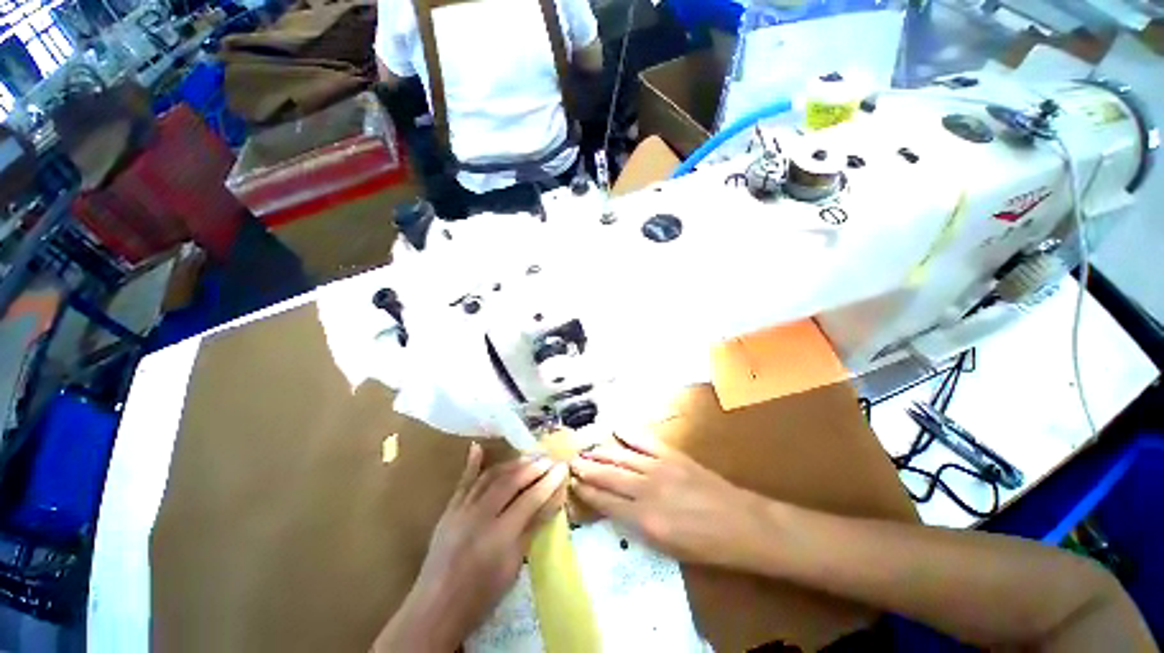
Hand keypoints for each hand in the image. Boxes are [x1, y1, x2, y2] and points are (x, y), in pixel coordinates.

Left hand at [374, 444, 568, 651]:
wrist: (436, 607)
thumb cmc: (482, 594)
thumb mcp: (513, 564)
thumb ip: (533, 527)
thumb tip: (554, 499)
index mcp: (500, 535)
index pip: (530, 499)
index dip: (549, 482)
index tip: (563, 467)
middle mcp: (480, 515)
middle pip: (511, 481)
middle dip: (534, 467)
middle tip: (549, 458)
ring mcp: (462, 509)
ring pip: (491, 476)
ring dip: (512, 463)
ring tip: (530, 456)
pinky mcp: (449, 509)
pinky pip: (463, 481)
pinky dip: (472, 464)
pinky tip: (478, 447)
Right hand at [570, 434, 773, 569]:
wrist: (742, 524)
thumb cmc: (705, 546)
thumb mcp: (667, 548)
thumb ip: (637, 526)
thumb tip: (616, 510)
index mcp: (644, 519)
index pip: (606, 502)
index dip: (587, 492)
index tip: (573, 483)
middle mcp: (647, 490)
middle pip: (609, 476)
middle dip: (588, 469)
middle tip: (571, 462)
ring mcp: (659, 468)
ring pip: (622, 457)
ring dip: (602, 453)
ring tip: (586, 450)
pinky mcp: (672, 455)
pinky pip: (645, 441)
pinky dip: (630, 434)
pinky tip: (617, 429)